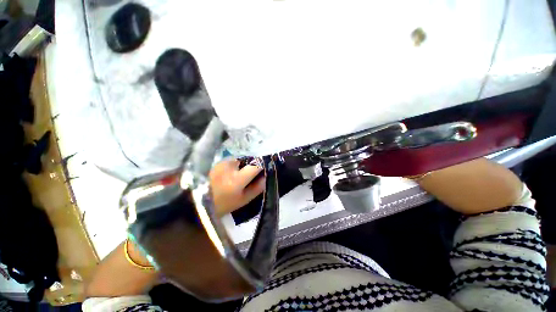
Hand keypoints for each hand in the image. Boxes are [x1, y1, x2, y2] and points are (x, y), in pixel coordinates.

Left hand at [209, 159, 265, 215]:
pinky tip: (231, 173)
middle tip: (251, 175)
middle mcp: (229, 166)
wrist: (197, 202)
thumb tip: (267, 176)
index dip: (263, 165)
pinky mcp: (217, 162)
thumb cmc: (223, 205)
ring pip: (240, 160)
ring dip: (243, 165)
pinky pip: (232, 160)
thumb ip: (257, 188)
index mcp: (236, 179)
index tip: (266, 168)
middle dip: (252, 165)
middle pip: (248, 160)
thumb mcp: (243, 200)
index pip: (256, 165)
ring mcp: (222, 163)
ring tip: (240, 174)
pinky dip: (235, 165)